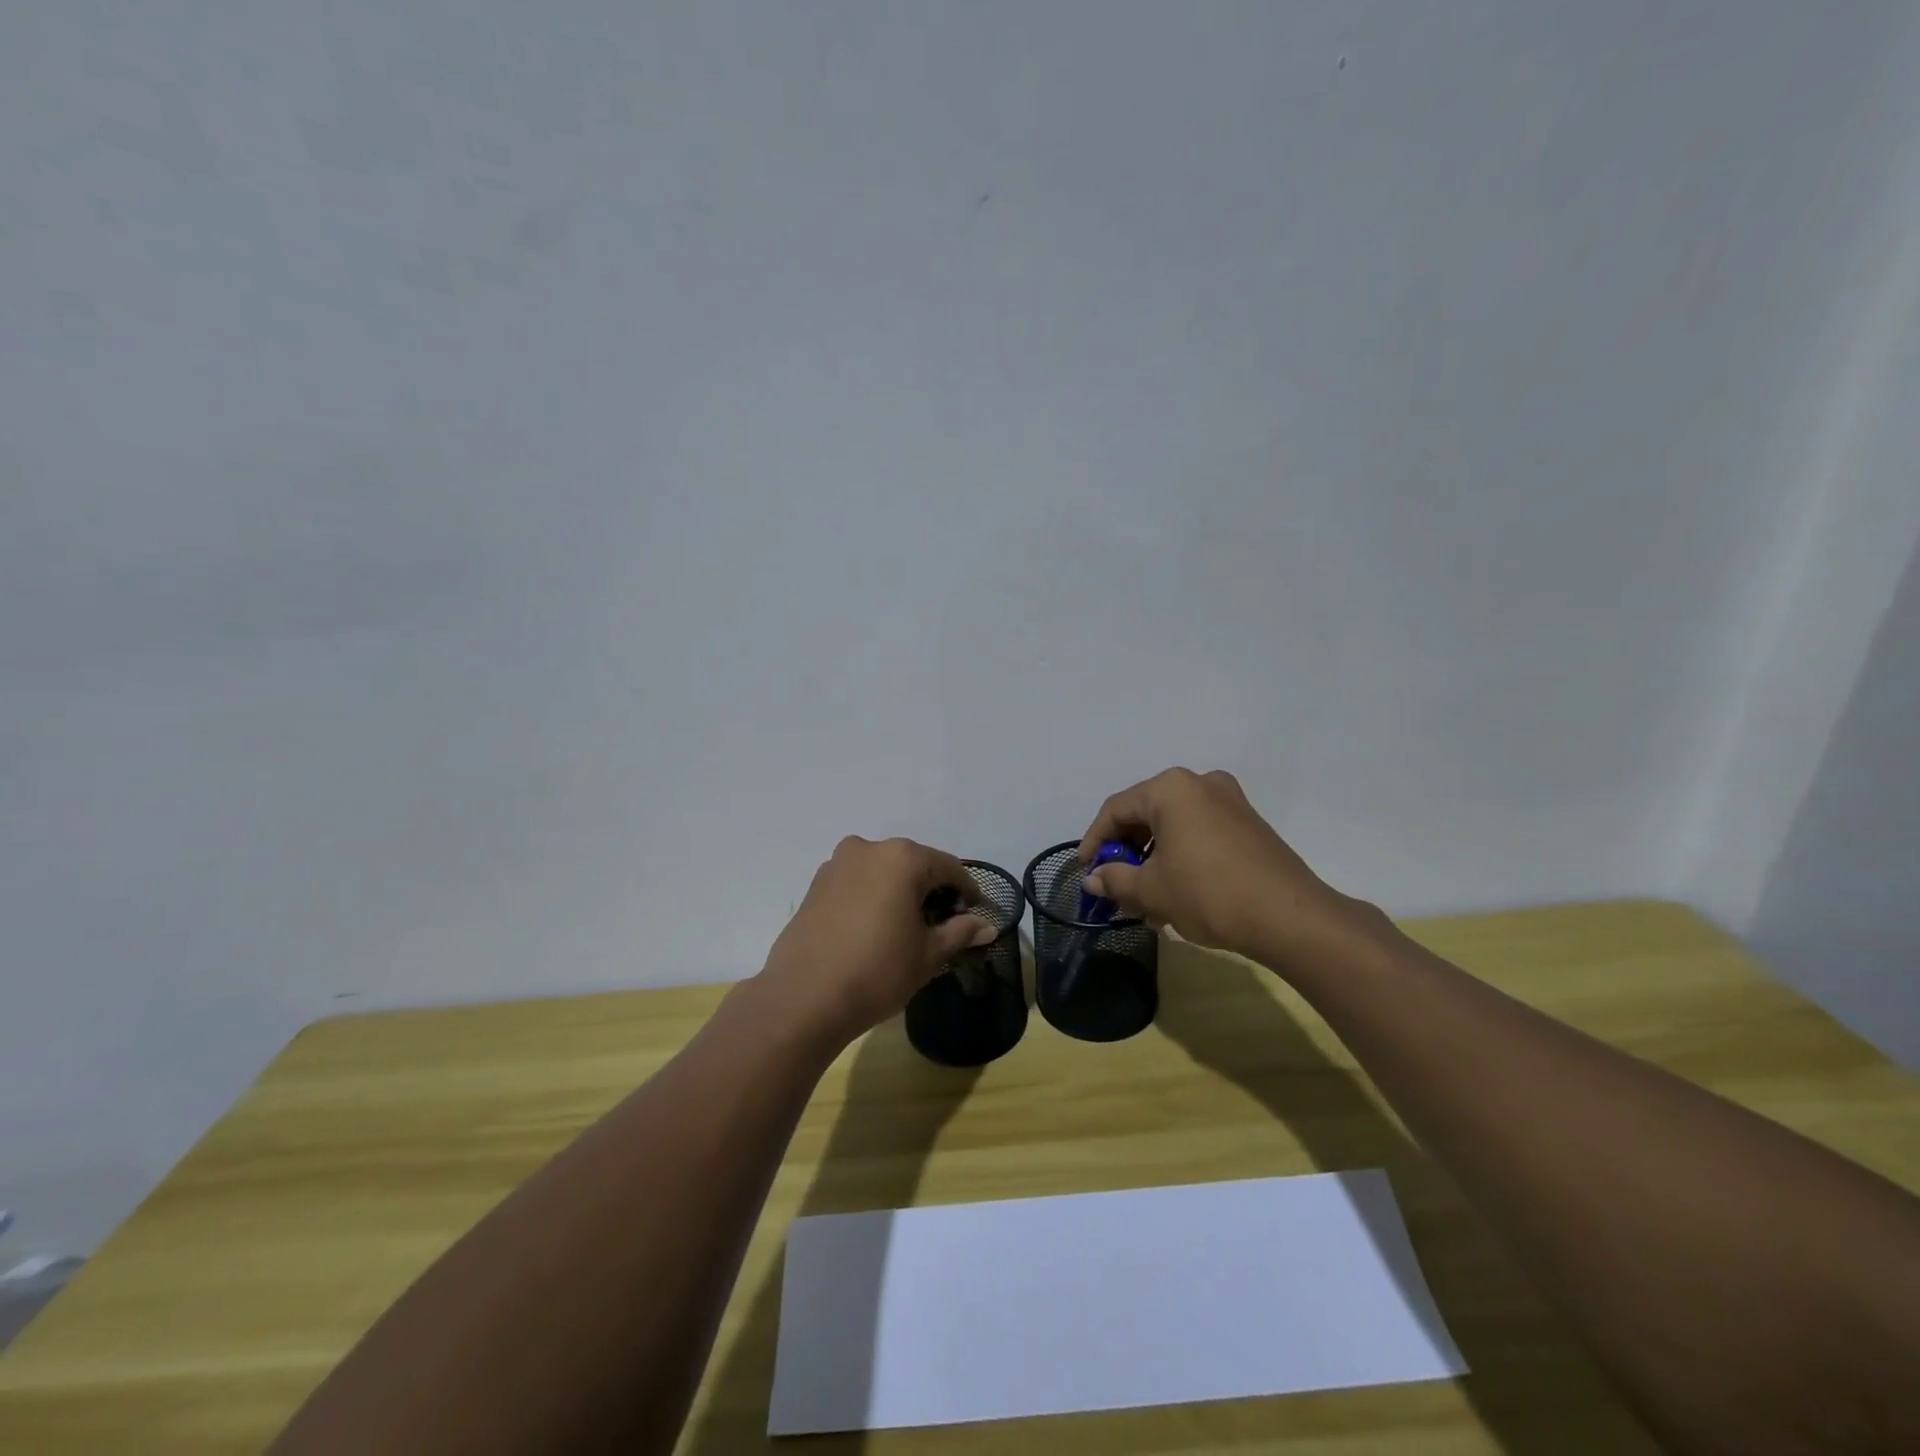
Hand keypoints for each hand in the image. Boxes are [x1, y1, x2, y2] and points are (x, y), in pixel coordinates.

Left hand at [758, 835, 997, 1040]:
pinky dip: (872, 896)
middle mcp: (869, 848)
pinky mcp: (815, 884)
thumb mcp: (928, 955)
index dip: (968, 892)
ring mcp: (837, 864)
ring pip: (882, 871)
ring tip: (905, 927)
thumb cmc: (877, 971)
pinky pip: (856, 882)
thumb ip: (960, 932)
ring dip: (899, 891)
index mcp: (903, 857)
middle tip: (942, 924)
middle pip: (914, 864)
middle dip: (931, 890)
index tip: (976, 915)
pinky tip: (873, 928)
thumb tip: (987, 926)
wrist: (802, 998)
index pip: (949, 868)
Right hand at [1078, 768, 1382, 965]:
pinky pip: (1199, 833)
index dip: (1094, 841)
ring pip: (1173, 826)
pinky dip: (1180, 857)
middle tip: (1114, 887)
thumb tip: (1093, 880)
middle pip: (1145, 815)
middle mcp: (1199, 783)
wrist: (1290, 917)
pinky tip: (1175, 893)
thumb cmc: (1208, 893)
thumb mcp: (1152, 889)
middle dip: (1126, 853)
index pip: (1115, 809)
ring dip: (1152, 860)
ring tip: (1144, 899)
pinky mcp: (1248, 823)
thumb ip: (1115, 880)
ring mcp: (1229, 801)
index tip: (1086, 872)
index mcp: (1170, 788)